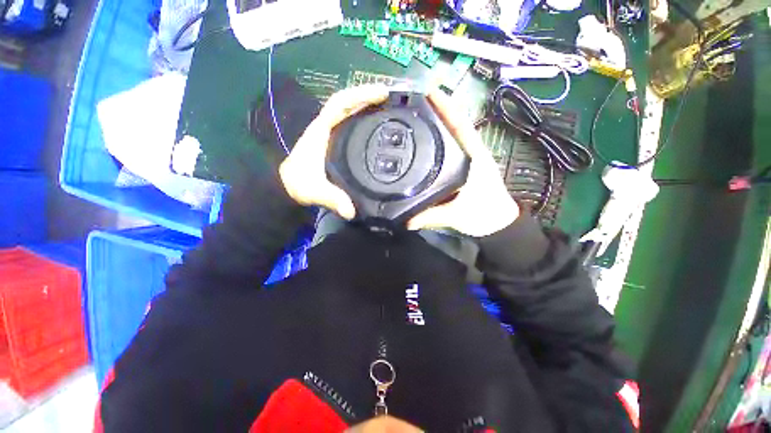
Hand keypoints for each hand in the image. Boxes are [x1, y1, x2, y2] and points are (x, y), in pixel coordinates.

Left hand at [279, 84, 388, 219]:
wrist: (288, 187)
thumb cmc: (299, 184)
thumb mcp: (314, 191)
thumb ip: (332, 199)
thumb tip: (351, 210)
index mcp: (321, 131)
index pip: (340, 104)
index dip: (360, 95)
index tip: (382, 93)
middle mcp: (327, 128)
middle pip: (349, 104)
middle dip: (369, 97)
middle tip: (393, 99)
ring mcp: (332, 134)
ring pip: (350, 113)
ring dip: (368, 107)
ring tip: (390, 108)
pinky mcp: (336, 143)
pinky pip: (352, 125)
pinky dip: (365, 121)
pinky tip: (378, 126)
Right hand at [407, 89, 519, 236]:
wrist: (498, 225)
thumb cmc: (484, 216)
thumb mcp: (455, 215)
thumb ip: (429, 216)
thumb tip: (404, 219)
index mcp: (473, 157)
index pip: (460, 124)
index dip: (445, 106)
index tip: (428, 91)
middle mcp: (471, 153)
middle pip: (455, 125)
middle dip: (437, 111)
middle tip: (414, 103)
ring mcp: (469, 160)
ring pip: (452, 137)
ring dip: (438, 124)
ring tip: (417, 117)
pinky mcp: (465, 168)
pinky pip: (450, 150)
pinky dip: (439, 141)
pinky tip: (425, 143)